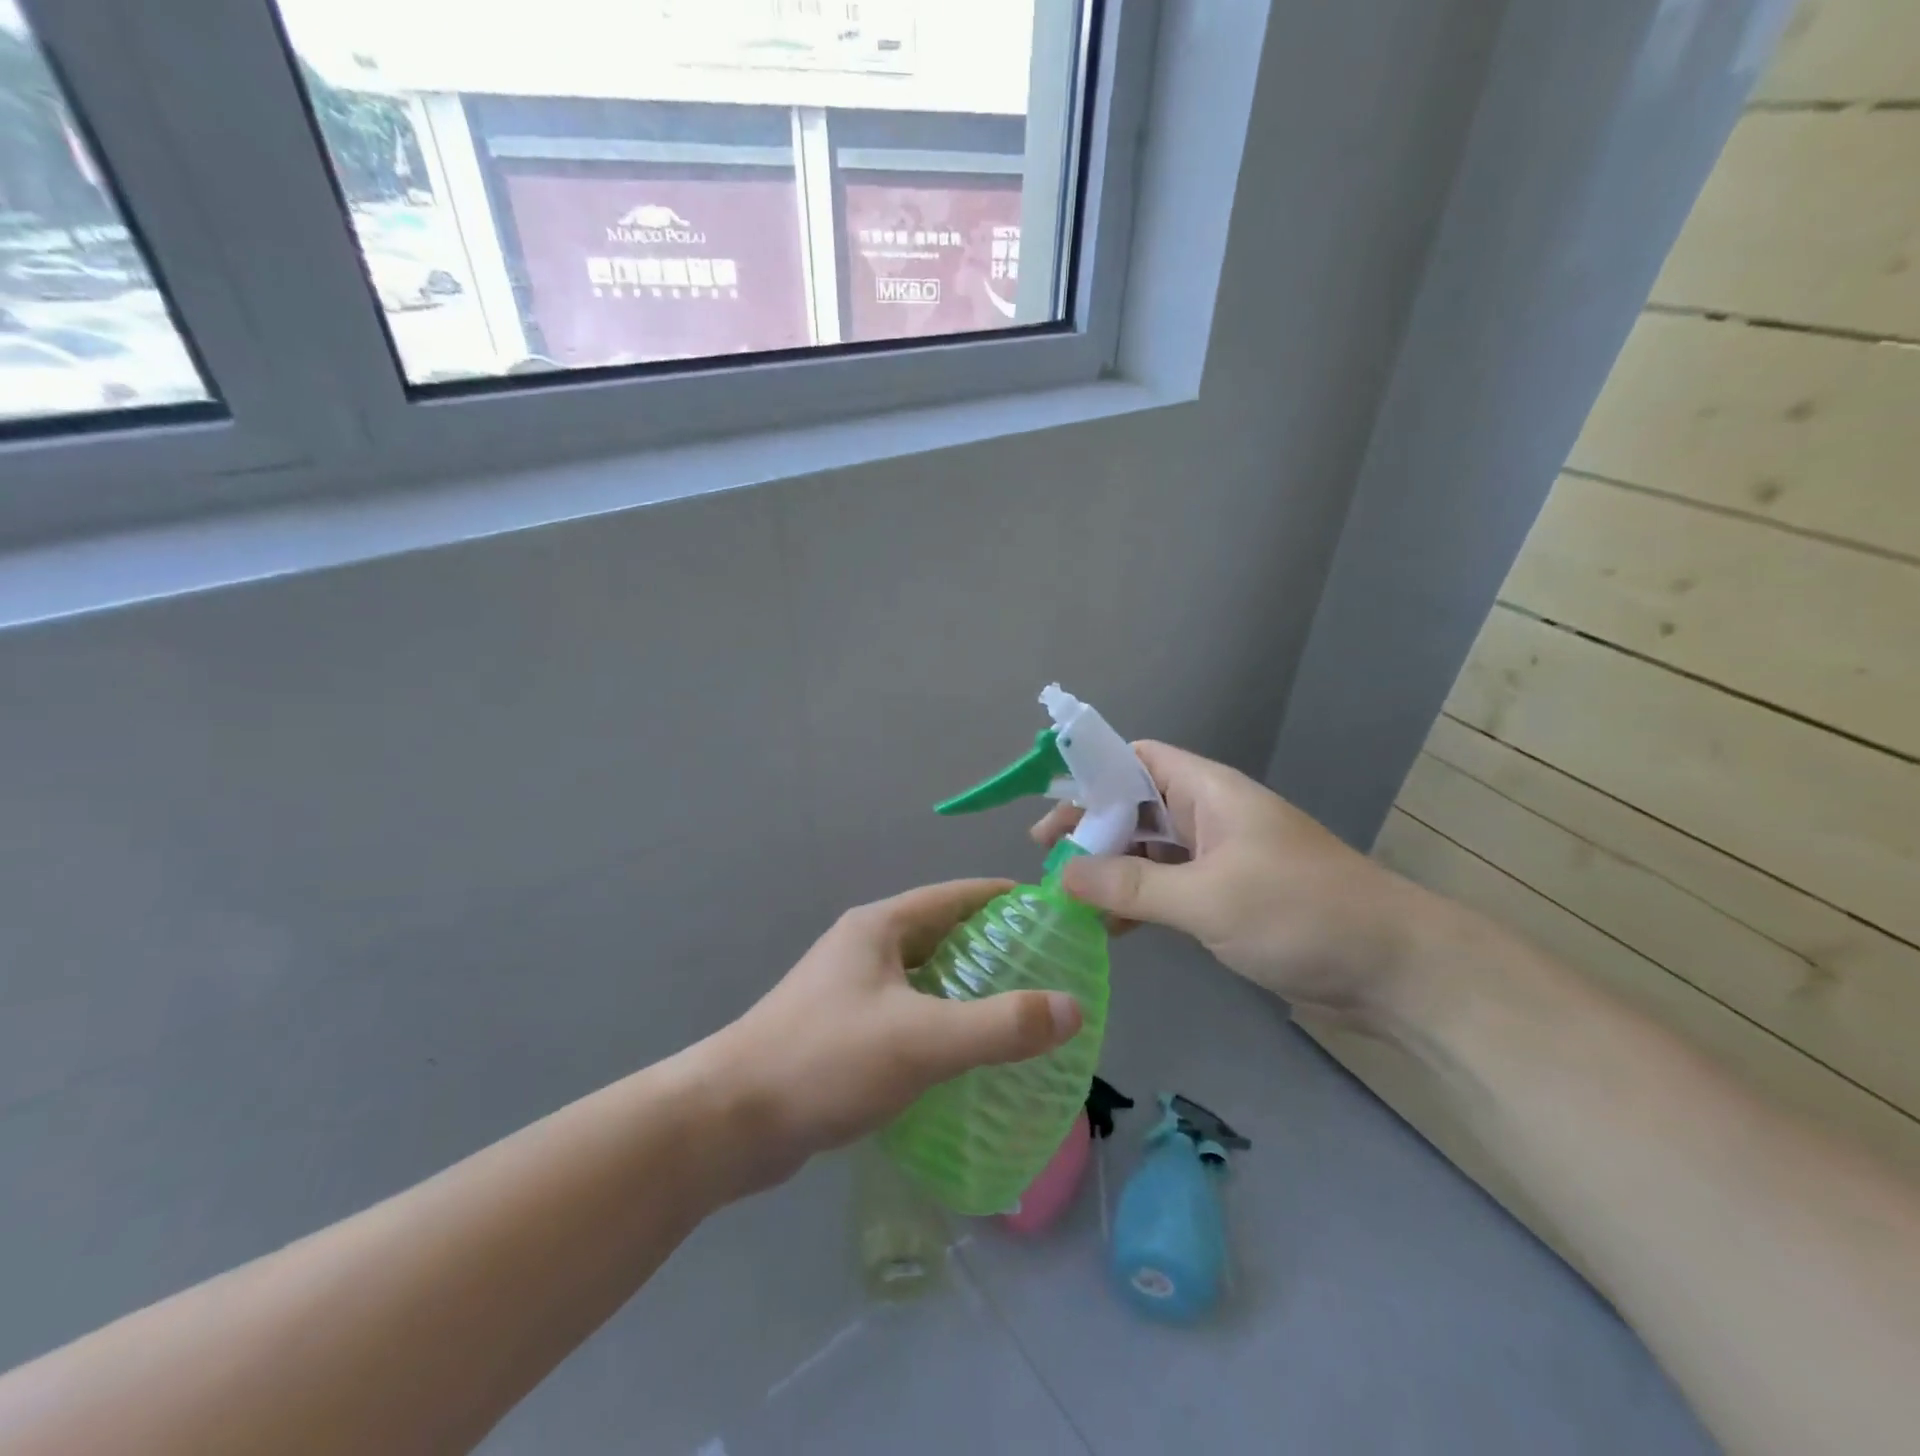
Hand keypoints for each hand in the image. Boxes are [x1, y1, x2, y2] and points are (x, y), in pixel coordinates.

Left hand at [709, 880, 1082, 1186]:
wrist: (728, 1122)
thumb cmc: (825, 1060)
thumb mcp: (921, 1040)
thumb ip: (1000, 1026)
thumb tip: (1072, 1008)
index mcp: (880, 927)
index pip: (957, 895)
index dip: (1006, 900)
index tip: (1054, 916)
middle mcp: (865, 947)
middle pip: (943, 934)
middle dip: (994, 948)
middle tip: (1049, 972)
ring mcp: (850, 990)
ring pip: (925, 978)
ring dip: (968, 989)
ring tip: (1020, 1013)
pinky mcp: (843, 1031)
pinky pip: (908, 1014)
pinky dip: (942, 1023)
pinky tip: (968, 1056)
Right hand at [1030, 742, 1453, 1030]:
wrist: (1394, 970)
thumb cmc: (1300, 913)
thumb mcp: (1207, 898)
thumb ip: (1130, 886)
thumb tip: (1063, 876)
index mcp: (1208, 792)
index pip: (1136, 758)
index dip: (1091, 773)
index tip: (1051, 809)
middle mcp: (1209, 816)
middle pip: (1134, 805)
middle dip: (1090, 828)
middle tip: (1047, 859)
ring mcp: (1218, 857)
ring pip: (1147, 850)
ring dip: (1109, 869)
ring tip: (1066, 896)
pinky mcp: (1226, 896)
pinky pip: (1166, 886)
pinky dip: (1136, 901)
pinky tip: (1109, 928)